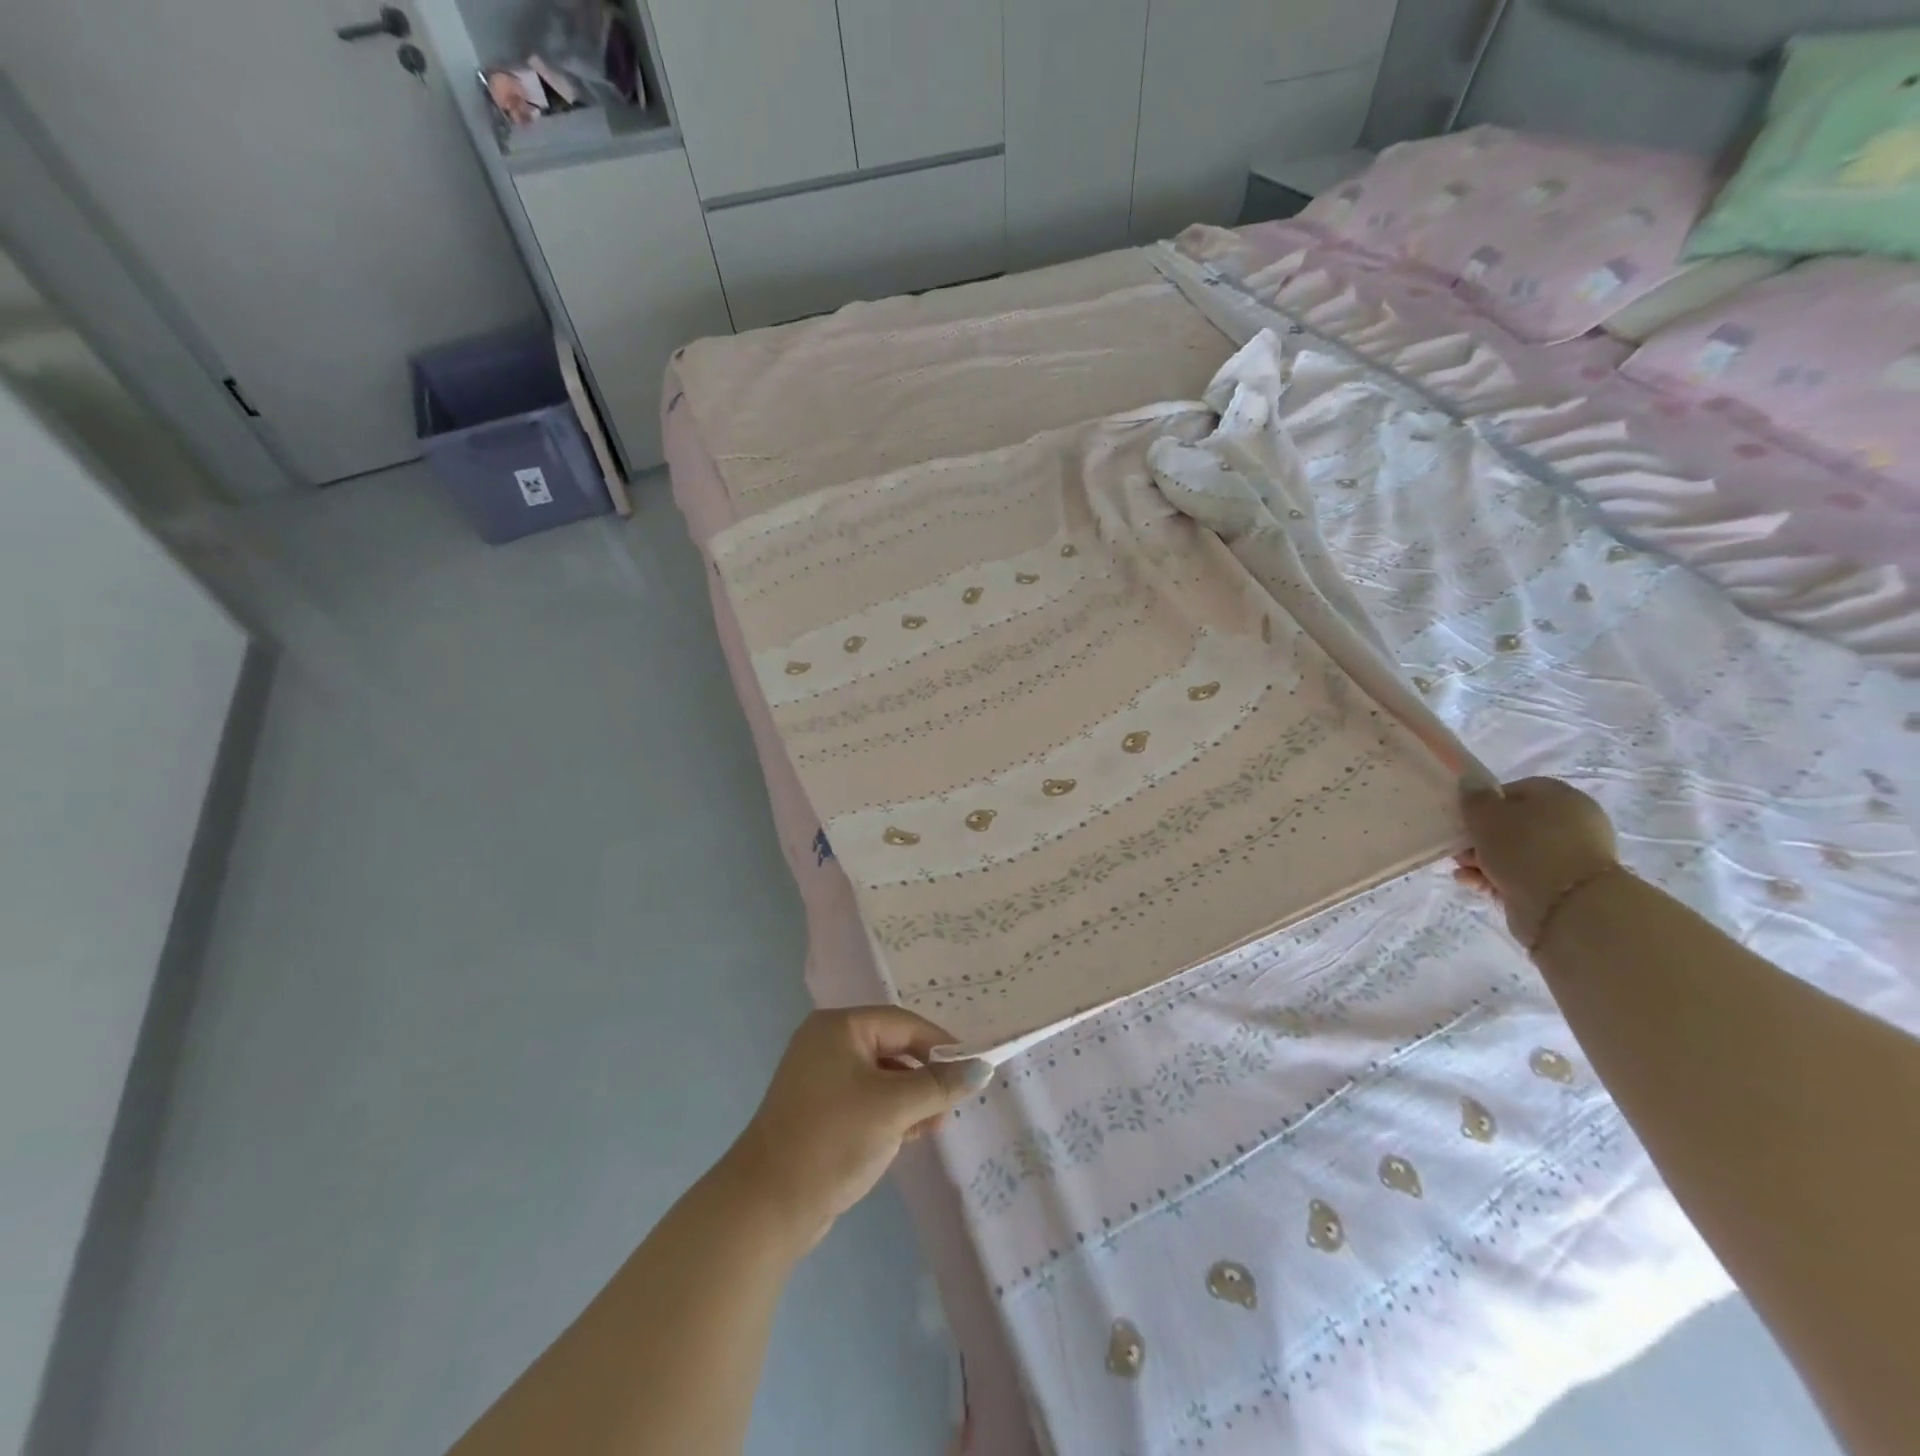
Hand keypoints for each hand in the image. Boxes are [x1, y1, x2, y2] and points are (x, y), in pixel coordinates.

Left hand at [726, 1008, 992, 1251]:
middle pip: (893, 1048)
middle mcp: (827, 1043)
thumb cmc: (833, 1140)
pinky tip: (911, 1136)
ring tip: (934, 1126)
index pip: (903, 1024)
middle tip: (952, 1105)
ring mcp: (820, 1077)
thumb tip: (983, 1069)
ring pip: (882, 1076)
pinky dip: (891, 1112)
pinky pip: (867, 1098)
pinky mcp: (820, 1110)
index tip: (973, 1070)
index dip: (941, 1045)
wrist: (766, 1207)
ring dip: (911, 1098)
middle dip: (926, 1076)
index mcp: (839, 1027)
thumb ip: (940, 1085)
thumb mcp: (893, 1108)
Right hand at [1457, 777, 1620, 946]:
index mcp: (1561, 798)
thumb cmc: (1525, 849)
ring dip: (1482, 859)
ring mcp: (1565, 859)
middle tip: (1458, 845)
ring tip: (1461, 867)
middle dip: (1481, 836)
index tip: (1464, 816)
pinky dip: (1492, 878)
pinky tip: (1469, 881)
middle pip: (1514, 825)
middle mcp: (1569, 825)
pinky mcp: (1557, 889)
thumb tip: (1470, 785)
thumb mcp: (1487, 815)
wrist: (1567, 908)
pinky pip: (1517, 877)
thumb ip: (1474, 798)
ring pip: (1513, 854)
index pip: (1516, 790)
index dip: (1486, 802)